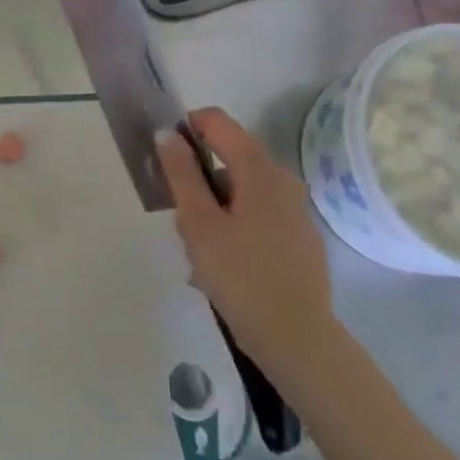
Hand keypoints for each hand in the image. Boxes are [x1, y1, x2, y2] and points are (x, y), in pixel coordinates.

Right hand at [158, 108, 335, 369]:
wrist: (295, 336)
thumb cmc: (239, 275)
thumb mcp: (198, 223)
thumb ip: (181, 174)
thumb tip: (168, 134)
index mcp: (260, 170)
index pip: (218, 122)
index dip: (185, 129)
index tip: (163, 160)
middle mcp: (282, 181)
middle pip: (228, 158)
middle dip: (196, 180)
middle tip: (178, 219)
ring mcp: (293, 210)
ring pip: (238, 190)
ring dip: (210, 208)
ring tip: (196, 250)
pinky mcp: (296, 237)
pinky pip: (254, 214)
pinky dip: (230, 226)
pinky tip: (219, 263)